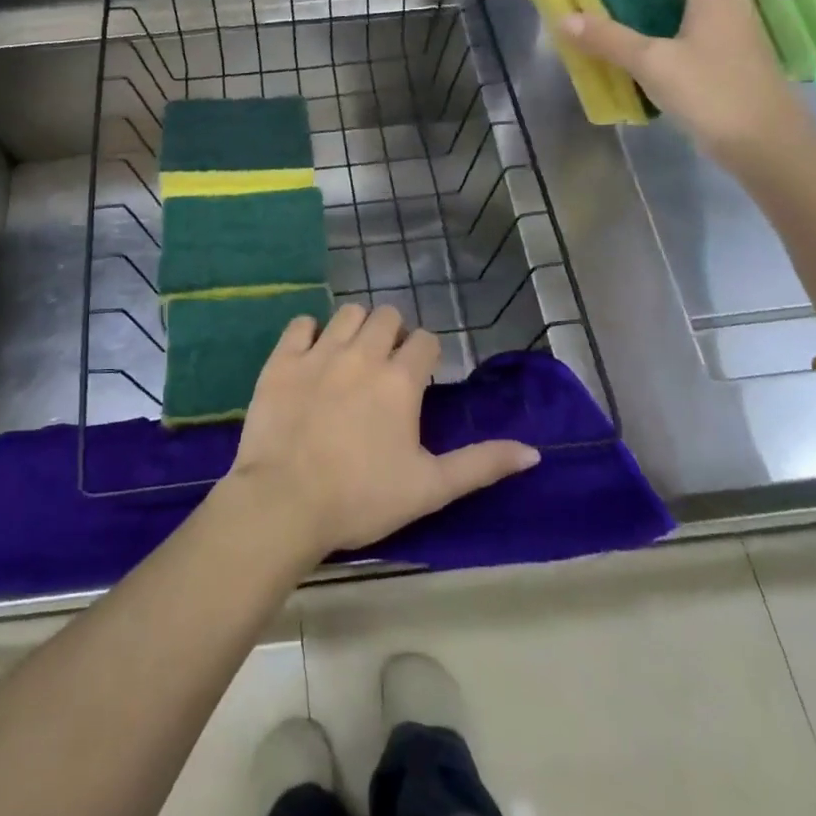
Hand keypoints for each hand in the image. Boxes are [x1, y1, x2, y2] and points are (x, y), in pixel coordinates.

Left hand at [221, 304, 539, 560]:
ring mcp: (319, 353)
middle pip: (386, 316)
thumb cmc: (362, 498)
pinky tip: (311, 354)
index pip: (425, 341)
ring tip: (352, 355)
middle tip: (386, 365)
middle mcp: (362, 354)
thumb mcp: (430, 488)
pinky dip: (309, 332)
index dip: (427, 354)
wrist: (284, 503)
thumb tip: (533, 452)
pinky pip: (301, 324)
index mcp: (400, 380)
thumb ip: (481, 464)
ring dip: (356, 327)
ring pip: (347, 313)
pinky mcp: (282, 360)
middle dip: (392, 333)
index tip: (420, 377)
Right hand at [559, 0, 815, 168]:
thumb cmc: (710, 91)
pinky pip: (709, 39)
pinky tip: (659, 62)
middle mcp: (733, 8)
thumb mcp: (651, 63)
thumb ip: (608, 39)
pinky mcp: (742, 66)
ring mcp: (742, 39)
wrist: (766, 143)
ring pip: (705, 12)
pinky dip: (684, 40)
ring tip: (635, 27)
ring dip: (674, 13)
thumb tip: (564, 17)